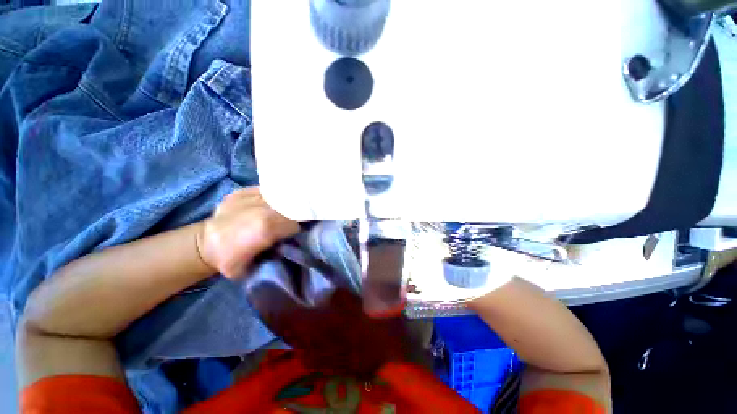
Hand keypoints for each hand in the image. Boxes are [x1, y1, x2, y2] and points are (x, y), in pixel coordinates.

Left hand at [197, 187, 299, 278]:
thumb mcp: (256, 266)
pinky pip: (263, 191)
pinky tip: (262, 206)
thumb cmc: (230, 260)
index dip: (292, 231)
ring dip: (279, 206)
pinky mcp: (240, 192)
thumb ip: (277, 252)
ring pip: (278, 197)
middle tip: (282, 224)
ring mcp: (249, 197)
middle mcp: (260, 209)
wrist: (202, 246)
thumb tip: (291, 242)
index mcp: (266, 228)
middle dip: (288, 216)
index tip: (287, 235)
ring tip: (273, 214)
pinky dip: (267, 198)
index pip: (294, 225)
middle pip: (288, 208)